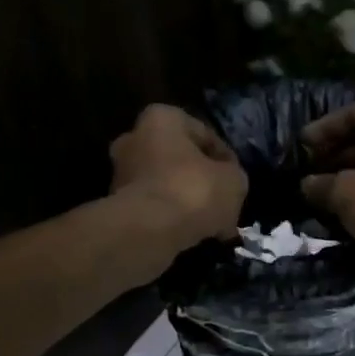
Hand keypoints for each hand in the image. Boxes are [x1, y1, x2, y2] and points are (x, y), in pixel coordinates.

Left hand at [109, 105, 246, 258]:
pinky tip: (193, 237)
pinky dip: (171, 220)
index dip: (226, 160)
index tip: (237, 183)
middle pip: (180, 160)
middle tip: (224, 203)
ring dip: (187, 202)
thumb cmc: (193, 190)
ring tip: (212, 225)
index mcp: (162, 118)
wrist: (149, 231)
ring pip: (167, 186)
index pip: (205, 135)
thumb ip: (233, 176)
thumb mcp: (234, 180)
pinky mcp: (117, 205)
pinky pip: (154, 208)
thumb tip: (227, 184)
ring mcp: (121, 173)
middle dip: (201, 181)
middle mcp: (134, 139)